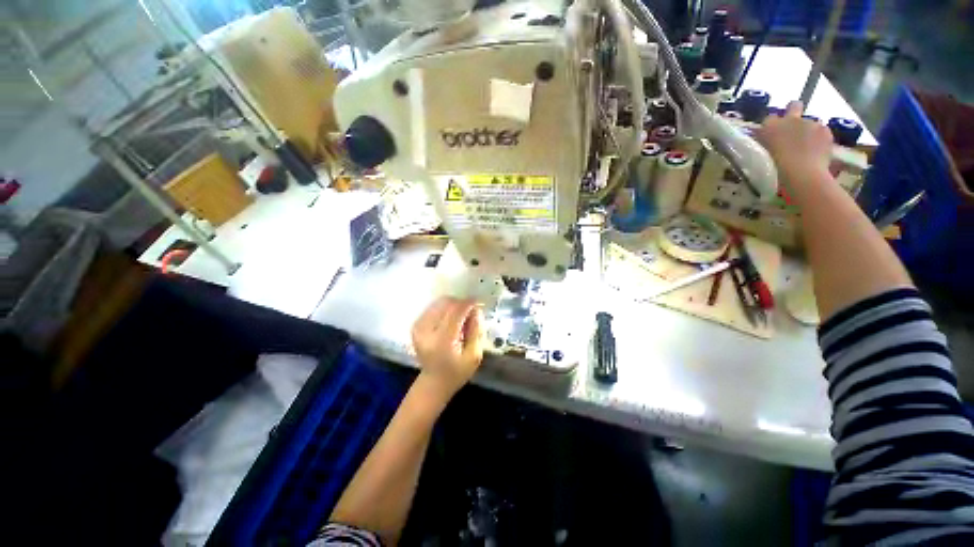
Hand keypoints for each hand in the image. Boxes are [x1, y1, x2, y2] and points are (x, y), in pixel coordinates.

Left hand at [411, 297, 484, 400]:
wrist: (433, 382)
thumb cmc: (457, 372)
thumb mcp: (474, 356)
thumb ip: (476, 330)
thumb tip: (476, 310)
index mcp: (443, 341)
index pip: (456, 312)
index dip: (468, 304)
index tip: (478, 303)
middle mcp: (427, 331)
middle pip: (446, 304)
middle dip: (461, 303)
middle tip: (471, 311)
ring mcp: (418, 328)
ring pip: (439, 303)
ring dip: (452, 305)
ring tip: (461, 315)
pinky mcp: (415, 326)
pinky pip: (432, 307)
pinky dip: (444, 308)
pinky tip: (450, 318)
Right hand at [756, 101, 833, 182]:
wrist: (802, 174)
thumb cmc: (775, 169)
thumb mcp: (762, 156)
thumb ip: (765, 144)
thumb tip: (766, 141)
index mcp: (770, 126)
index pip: (769, 119)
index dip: (772, 125)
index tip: (772, 134)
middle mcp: (790, 119)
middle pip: (794, 105)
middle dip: (794, 111)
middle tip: (793, 127)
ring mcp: (810, 123)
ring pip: (810, 122)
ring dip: (808, 130)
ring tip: (806, 148)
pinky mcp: (825, 130)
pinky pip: (822, 132)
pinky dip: (820, 140)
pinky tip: (817, 152)